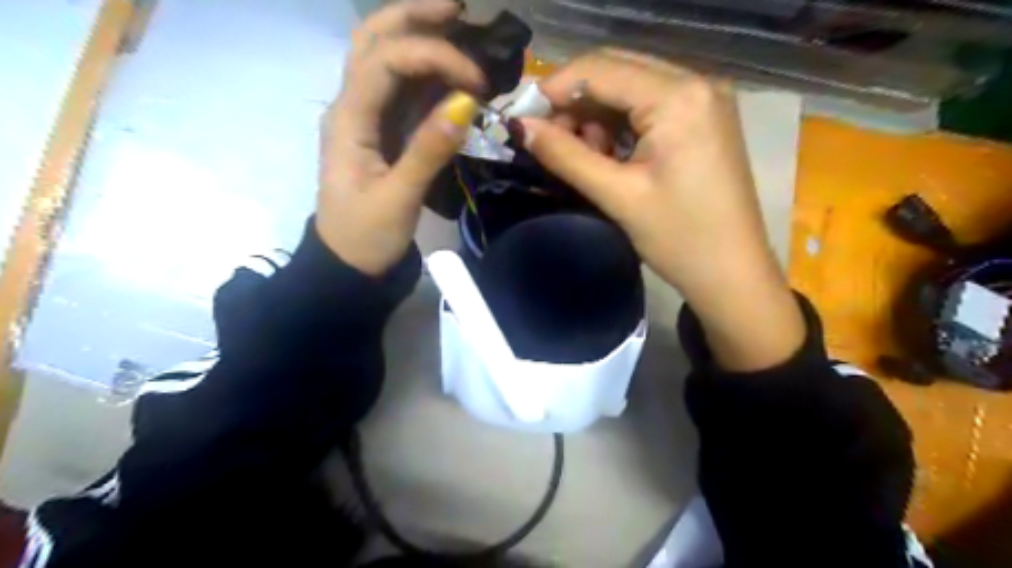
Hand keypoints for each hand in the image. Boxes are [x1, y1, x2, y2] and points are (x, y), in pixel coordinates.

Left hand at [319, 1, 485, 275]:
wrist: (348, 265)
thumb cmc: (366, 237)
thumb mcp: (398, 200)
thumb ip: (428, 151)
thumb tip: (466, 104)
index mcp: (348, 120)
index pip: (386, 61)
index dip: (433, 56)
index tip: (477, 83)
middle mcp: (351, 106)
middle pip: (372, 41)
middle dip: (413, 16)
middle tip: (459, 7)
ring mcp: (365, 118)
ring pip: (384, 58)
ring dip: (418, 36)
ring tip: (459, 24)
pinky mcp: (381, 133)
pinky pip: (400, 91)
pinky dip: (426, 73)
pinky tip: (451, 70)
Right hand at [517, 51, 802, 370]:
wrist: (732, 274)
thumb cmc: (680, 239)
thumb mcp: (618, 196)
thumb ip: (566, 155)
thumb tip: (520, 127)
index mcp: (679, 97)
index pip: (600, 69)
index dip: (554, 89)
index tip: (522, 118)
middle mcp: (697, 83)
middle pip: (615, 71)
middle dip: (574, 102)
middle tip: (548, 141)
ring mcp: (704, 99)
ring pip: (629, 88)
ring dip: (596, 116)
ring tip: (583, 158)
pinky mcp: (703, 119)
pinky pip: (648, 106)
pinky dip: (620, 125)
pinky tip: (610, 156)